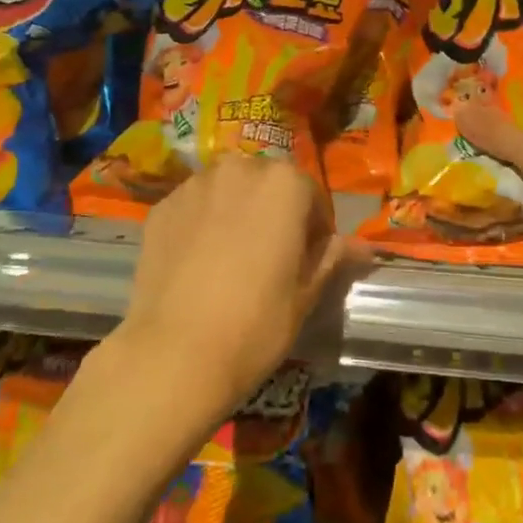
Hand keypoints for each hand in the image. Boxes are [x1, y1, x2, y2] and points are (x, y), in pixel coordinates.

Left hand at [112, 155, 344, 421]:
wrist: (174, 354)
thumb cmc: (255, 324)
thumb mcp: (305, 294)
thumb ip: (331, 258)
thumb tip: (361, 247)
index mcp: (284, 183)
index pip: (310, 195)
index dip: (314, 228)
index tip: (308, 260)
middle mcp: (239, 168)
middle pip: (266, 184)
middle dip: (272, 211)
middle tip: (269, 257)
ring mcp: (194, 184)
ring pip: (227, 190)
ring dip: (235, 212)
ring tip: (229, 259)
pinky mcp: (161, 206)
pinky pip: (193, 206)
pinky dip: (200, 223)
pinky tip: (197, 264)